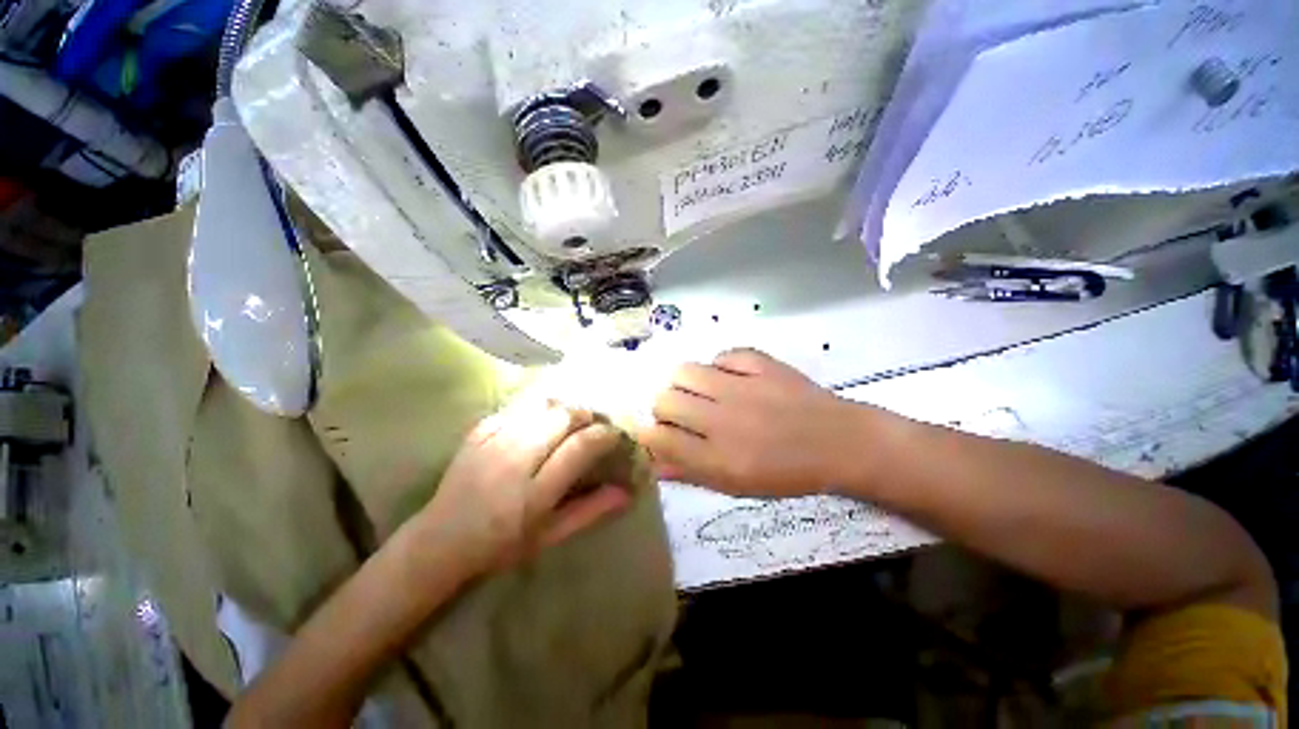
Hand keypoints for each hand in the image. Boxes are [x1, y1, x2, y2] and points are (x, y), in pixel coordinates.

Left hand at [417, 401, 631, 576]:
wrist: (439, 541)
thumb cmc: (501, 546)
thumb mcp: (550, 537)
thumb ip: (589, 511)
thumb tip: (626, 492)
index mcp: (535, 493)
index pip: (580, 447)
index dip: (604, 434)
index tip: (614, 434)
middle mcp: (515, 461)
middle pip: (562, 417)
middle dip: (586, 414)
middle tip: (594, 424)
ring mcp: (493, 442)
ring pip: (542, 406)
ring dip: (564, 408)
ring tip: (571, 420)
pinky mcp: (478, 432)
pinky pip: (517, 407)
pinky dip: (537, 409)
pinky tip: (541, 420)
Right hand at [636, 349, 859, 496]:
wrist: (839, 442)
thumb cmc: (787, 473)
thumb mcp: (737, 485)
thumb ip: (692, 473)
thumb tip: (654, 464)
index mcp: (718, 457)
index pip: (660, 438)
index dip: (647, 434)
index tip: (654, 432)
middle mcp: (723, 419)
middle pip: (664, 399)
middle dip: (664, 408)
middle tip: (682, 413)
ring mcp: (742, 386)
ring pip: (685, 371)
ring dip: (685, 383)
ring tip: (702, 392)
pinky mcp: (760, 363)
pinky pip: (722, 357)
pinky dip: (720, 367)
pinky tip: (732, 379)